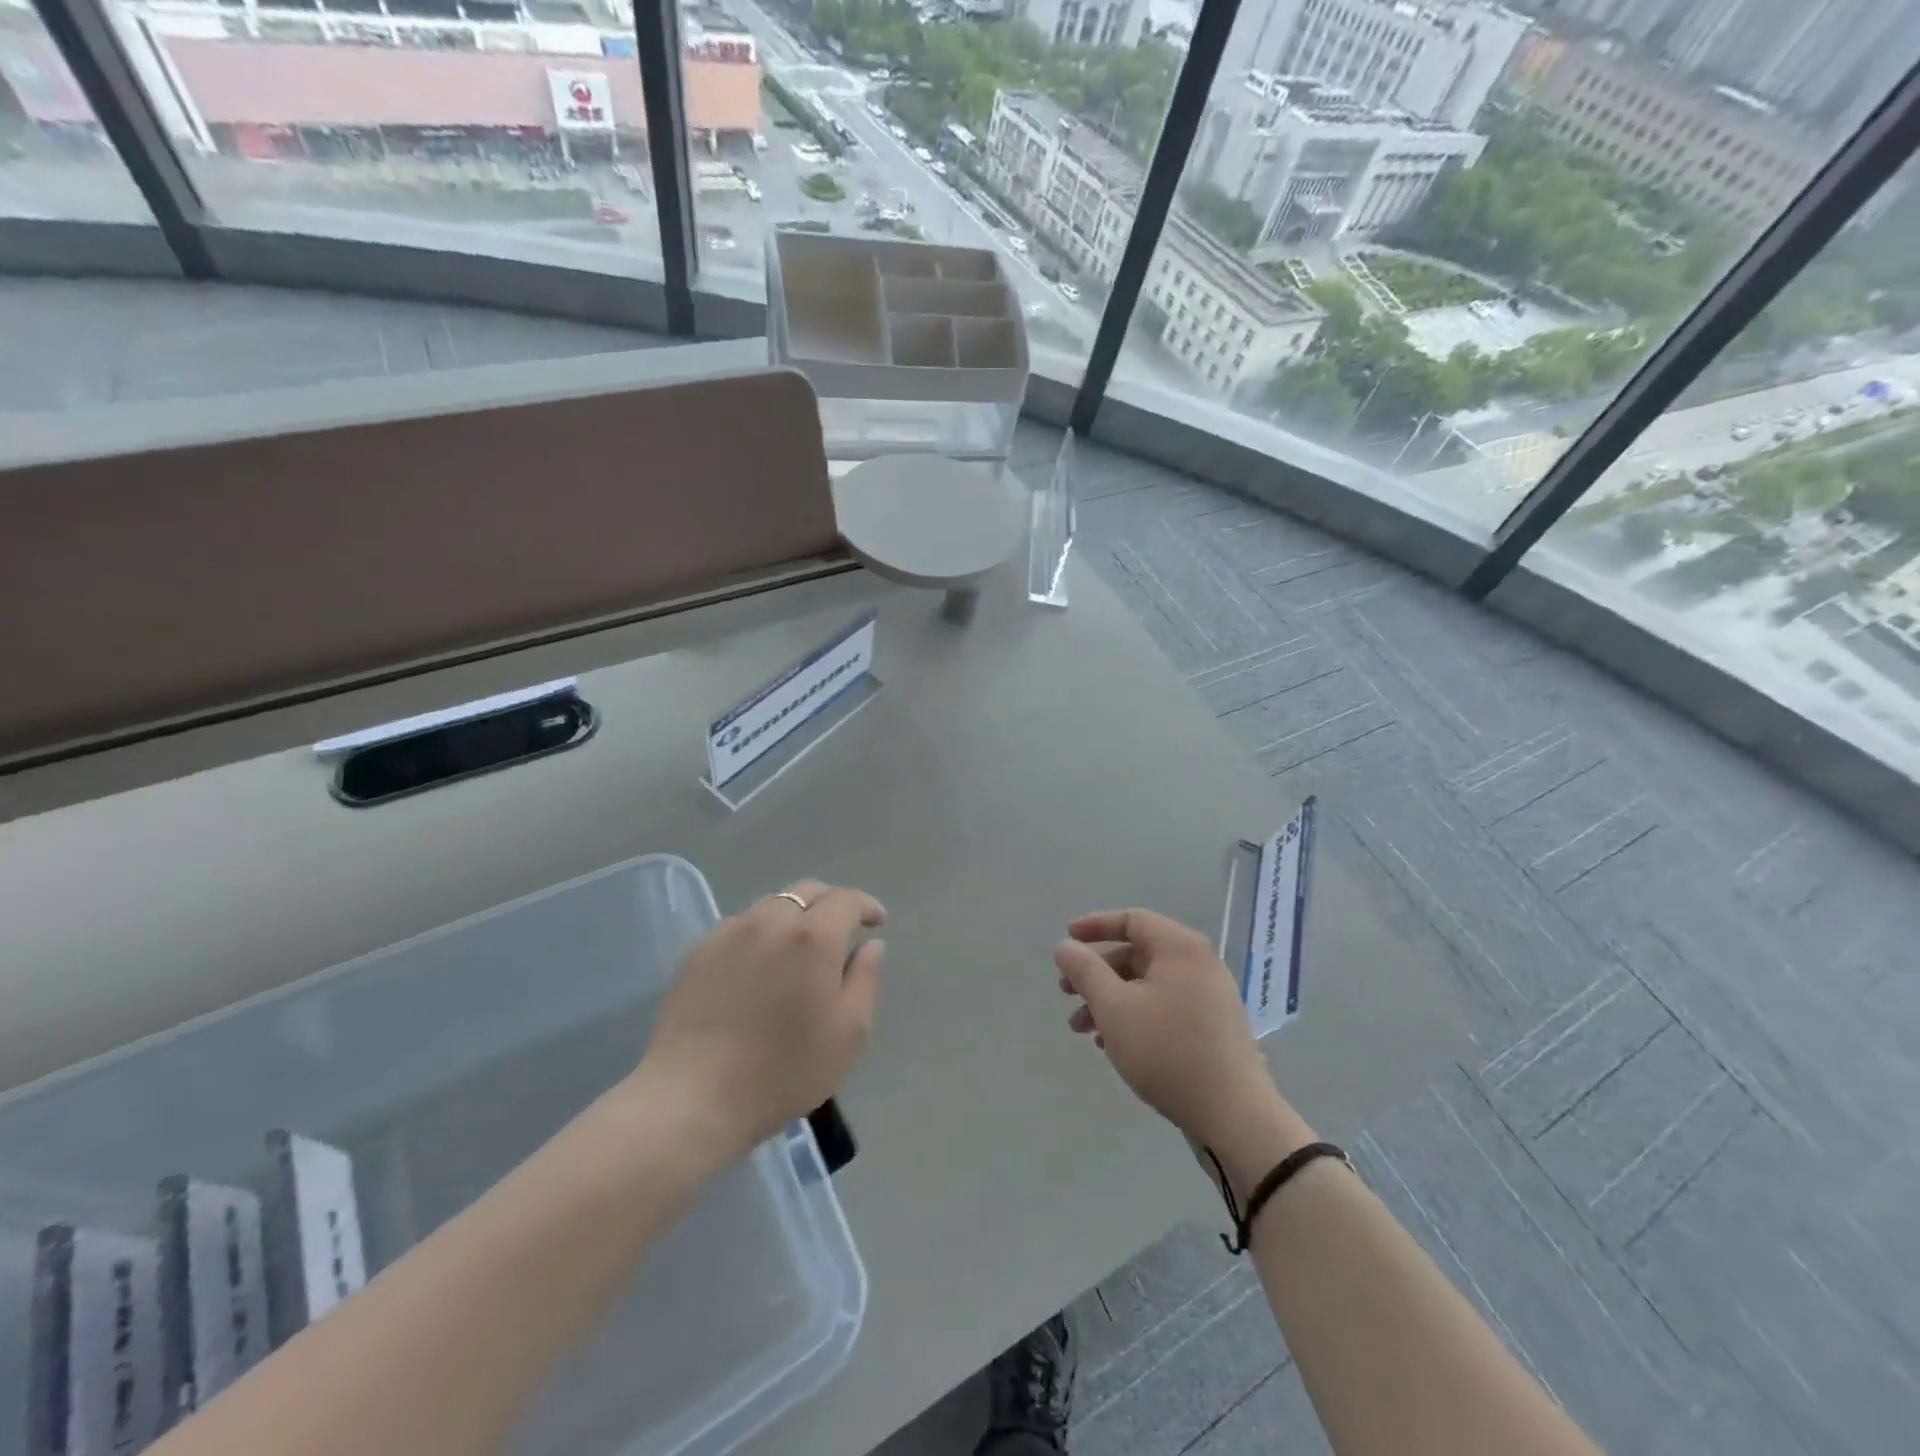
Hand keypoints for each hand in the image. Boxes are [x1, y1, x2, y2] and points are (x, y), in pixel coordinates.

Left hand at [638, 880, 885, 1158]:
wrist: (692, 1098)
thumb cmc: (783, 1071)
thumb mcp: (849, 1034)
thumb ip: (866, 980)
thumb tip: (870, 945)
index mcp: (812, 937)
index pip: (845, 900)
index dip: (865, 906)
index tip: (877, 922)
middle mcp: (770, 921)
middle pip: (806, 891)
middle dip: (830, 903)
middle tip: (842, 929)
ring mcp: (729, 933)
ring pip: (770, 905)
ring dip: (794, 916)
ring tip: (799, 947)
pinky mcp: (697, 953)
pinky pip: (739, 926)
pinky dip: (760, 933)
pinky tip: (758, 965)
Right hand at [1054, 908, 1294, 1157]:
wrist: (1234, 1116)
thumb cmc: (1167, 1050)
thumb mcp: (1114, 1008)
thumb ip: (1085, 971)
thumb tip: (1065, 946)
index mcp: (1180, 948)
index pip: (1132, 920)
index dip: (1095, 926)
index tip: (1066, 939)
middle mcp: (1199, 963)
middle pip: (1137, 954)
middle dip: (1097, 973)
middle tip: (1066, 993)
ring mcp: (1209, 996)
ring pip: (1147, 985)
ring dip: (1110, 1000)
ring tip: (1081, 1029)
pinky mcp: (1212, 1027)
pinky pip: (1164, 1006)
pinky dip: (1134, 1015)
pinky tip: (1112, 1045)